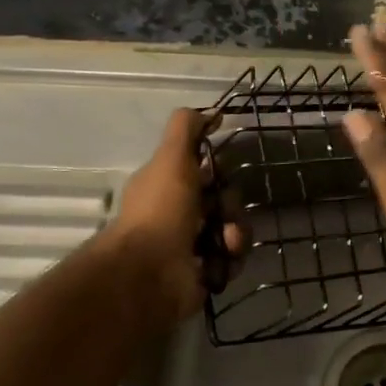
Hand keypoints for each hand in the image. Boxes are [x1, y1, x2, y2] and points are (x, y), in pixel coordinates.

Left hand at [106, 108, 242, 321]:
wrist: (150, 273)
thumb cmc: (160, 211)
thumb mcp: (171, 158)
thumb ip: (186, 130)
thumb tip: (210, 112)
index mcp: (167, 186)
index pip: (203, 171)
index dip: (216, 169)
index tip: (221, 170)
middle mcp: (178, 214)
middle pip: (223, 200)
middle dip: (230, 204)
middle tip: (222, 211)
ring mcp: (192, 246)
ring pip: (233, 229)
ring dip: (235, 233)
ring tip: (225, 242)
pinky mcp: (205, 273)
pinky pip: (232, 259)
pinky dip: (229, 259)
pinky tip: (218, 262)